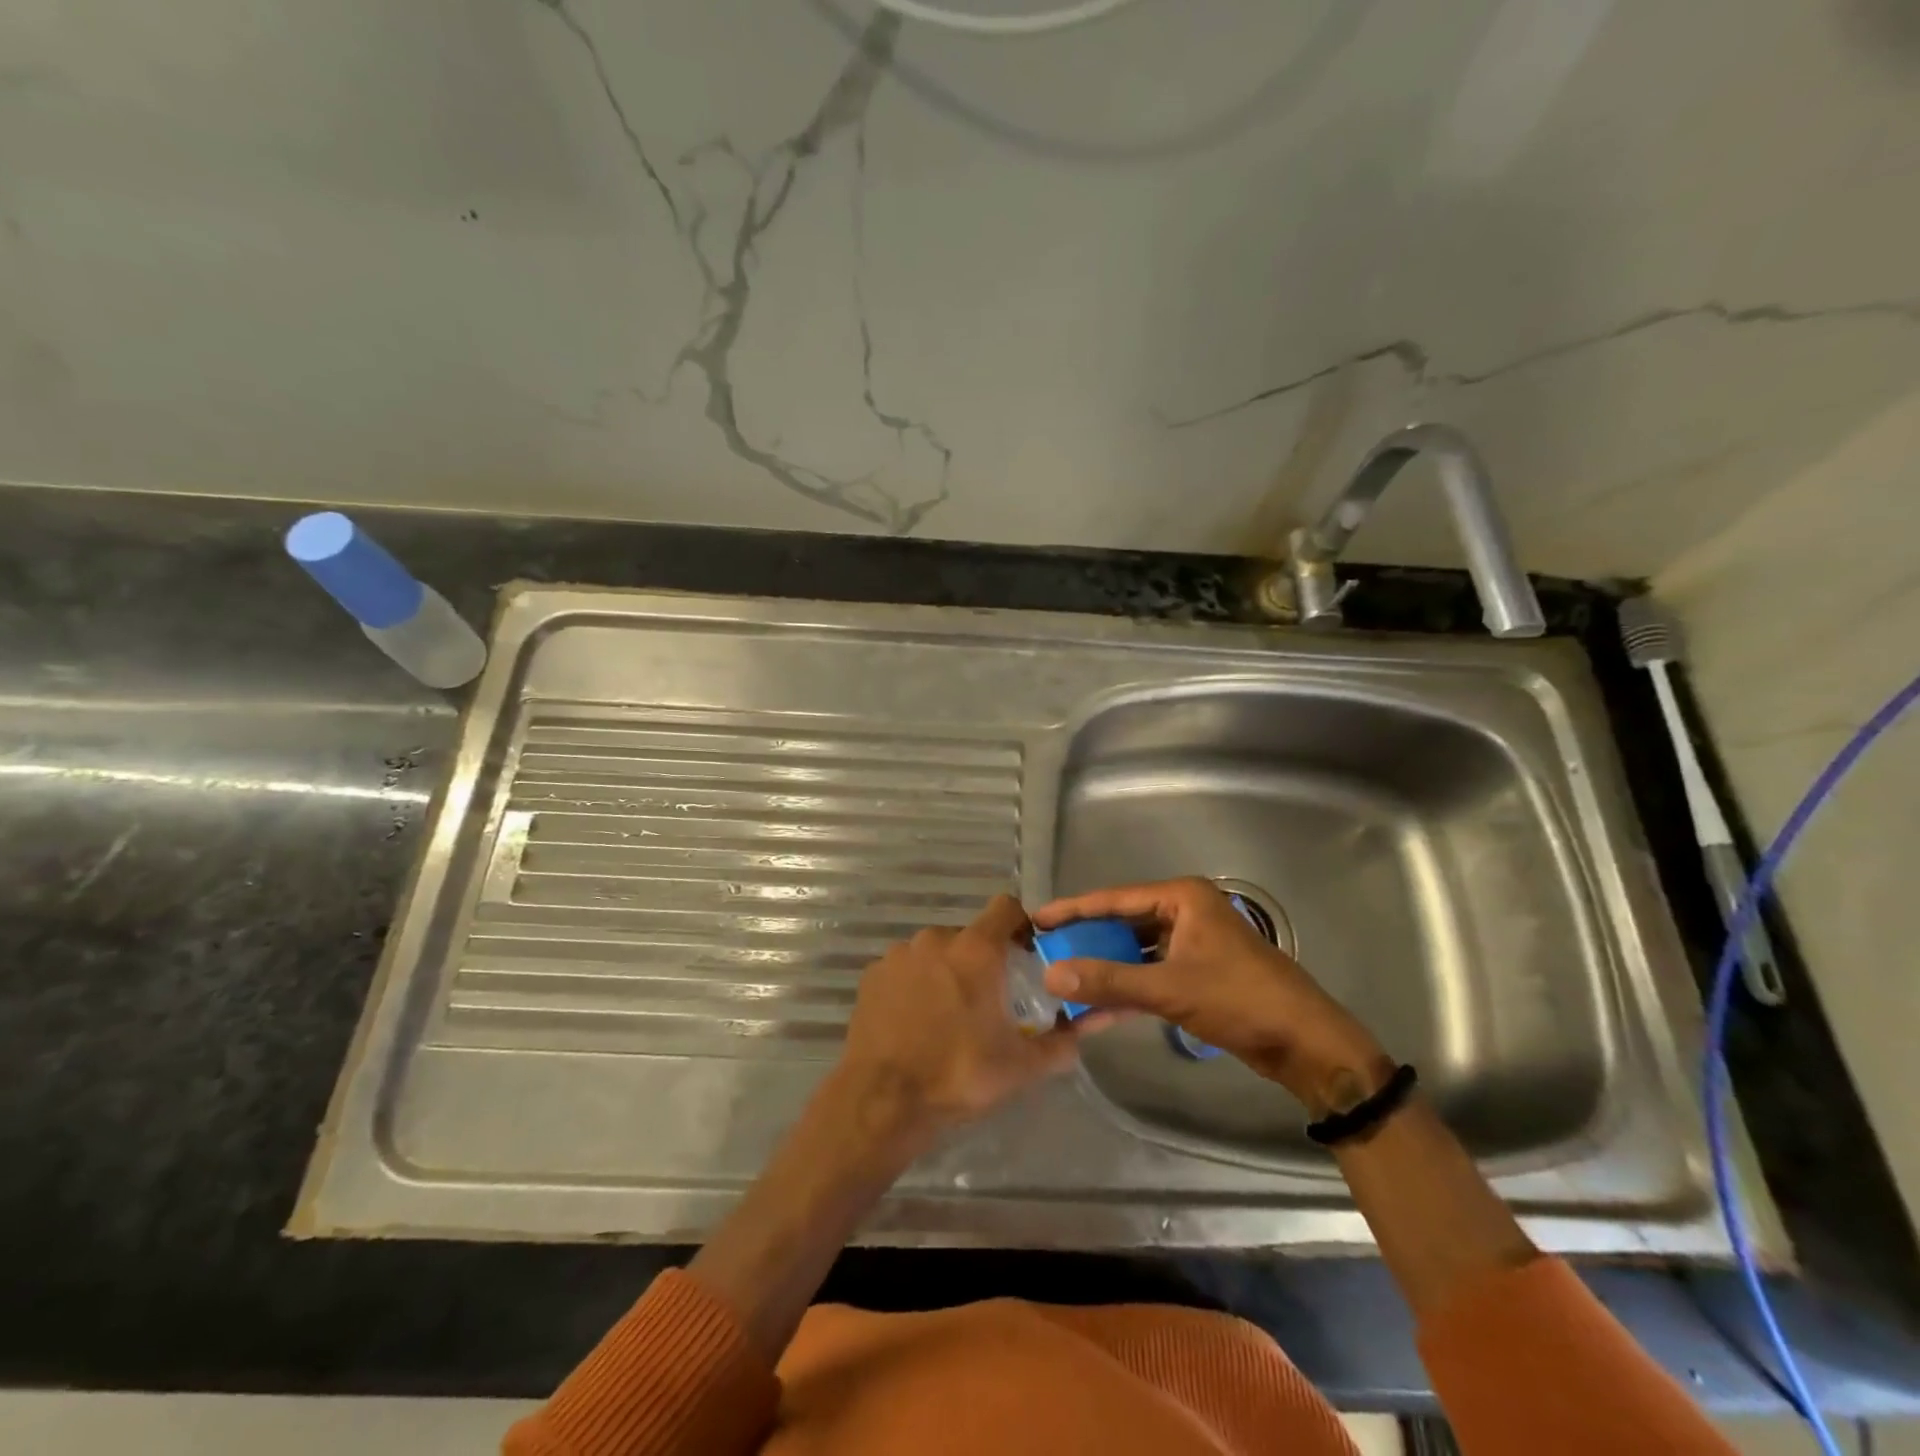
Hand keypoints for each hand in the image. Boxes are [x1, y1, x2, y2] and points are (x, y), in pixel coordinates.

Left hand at [835, 894, 1100, 1152]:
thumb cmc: (958, 1074)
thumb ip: (1060, 1043)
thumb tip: (1083, 1029)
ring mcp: (899, 955)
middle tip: (988, 1002)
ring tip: (947, 1017)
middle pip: (970, 937)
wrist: (882, 1101)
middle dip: (982, 962)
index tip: (1025, 957)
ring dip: (946, 973)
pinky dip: (914, 986)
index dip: (1020, 926)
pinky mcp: (872, 975)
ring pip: (935, 953)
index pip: (1006, 908)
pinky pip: (905, 970)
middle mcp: (936, 939)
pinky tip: (914, 1022)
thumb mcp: (1020, 1067)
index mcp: (976, 950)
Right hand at [1033, 877, 1390, 1115]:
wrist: (1306, 1044)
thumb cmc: (1241, 999)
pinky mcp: (1198, 973)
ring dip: (1105, 968)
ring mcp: (1192, 943)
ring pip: (1135, 951)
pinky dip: (1127, 988)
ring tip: (1062, 977)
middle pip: (1123, 922)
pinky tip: (1095, 1008)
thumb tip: (1050, 975)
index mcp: (1182, 898)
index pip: (1114, 898)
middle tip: (1044, 950)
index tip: (1036, 919)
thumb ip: (1109, 981)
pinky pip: (1151, 973)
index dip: (1073, 910)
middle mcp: (1185, 912)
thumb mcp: (1170, 988)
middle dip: (1086, 940)